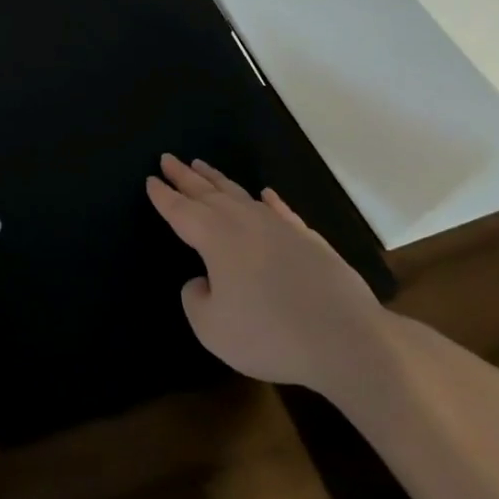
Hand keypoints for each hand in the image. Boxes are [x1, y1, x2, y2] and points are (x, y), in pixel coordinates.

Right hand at [147, 154, 388, 391]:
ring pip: (242, 195)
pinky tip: (267, 195)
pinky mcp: (310, 241)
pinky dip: (271, 202)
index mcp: (215, 237)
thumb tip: (204, 281)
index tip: (151, 179)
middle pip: (208, 193)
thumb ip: (196, 298)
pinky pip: (282, 212)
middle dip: (185, 176)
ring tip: (203, 166)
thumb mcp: (211, 327)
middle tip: (169, 159)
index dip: (163, 196)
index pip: (181, 211)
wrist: (347, 339)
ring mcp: (280, 228)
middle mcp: (245, 222)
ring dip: (219, 180)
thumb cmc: (268, 333)